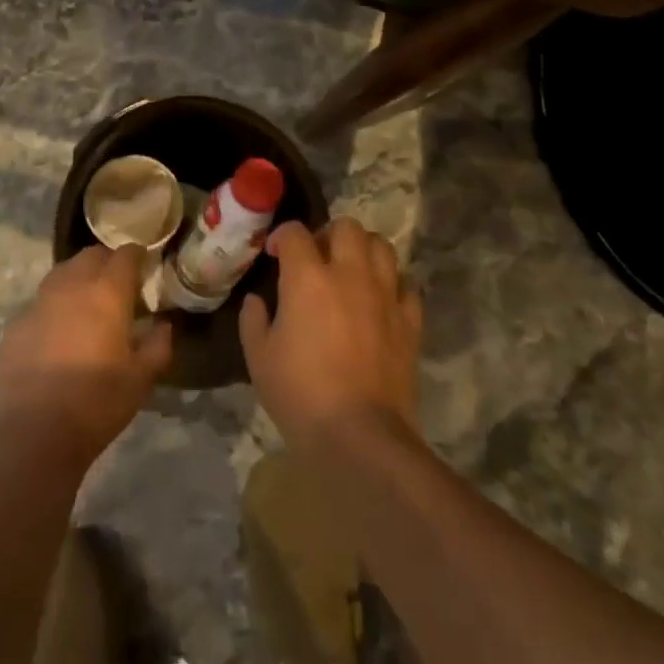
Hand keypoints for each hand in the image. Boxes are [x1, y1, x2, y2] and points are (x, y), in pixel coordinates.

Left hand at [0, 245, 174, 465]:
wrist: (34, 434)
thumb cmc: (97, 402)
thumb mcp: (141, 379)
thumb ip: (158, 345)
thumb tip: (162, 325)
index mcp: (107, 292)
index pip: (125, 254)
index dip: (137, 256)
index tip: (144, 269)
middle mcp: (72, 285)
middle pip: (91, 255)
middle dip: (107, 263)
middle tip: (117, 288)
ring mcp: (39, 302)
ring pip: (62, 273)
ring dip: (78, 279)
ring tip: (86, 306)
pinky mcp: (16, 323)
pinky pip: (40, 303)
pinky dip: (53, 308)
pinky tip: (57, 336)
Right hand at [240, 218, 421, 454]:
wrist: (360, 436)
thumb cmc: (300, 394)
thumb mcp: (259, 357)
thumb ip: (254, 319)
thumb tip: (257, 300)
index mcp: (308, 277)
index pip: (295, 233)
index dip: (282, 237)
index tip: (274, 253)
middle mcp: (349, 274)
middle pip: (347, 227)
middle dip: (329, 233)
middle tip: (318, 257)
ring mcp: (384, 296)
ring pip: (382, 247)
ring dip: (364, 251)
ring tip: (351, 271)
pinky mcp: (410, 322)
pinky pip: (406, 286)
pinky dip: (392, 285)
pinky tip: (379, 302)